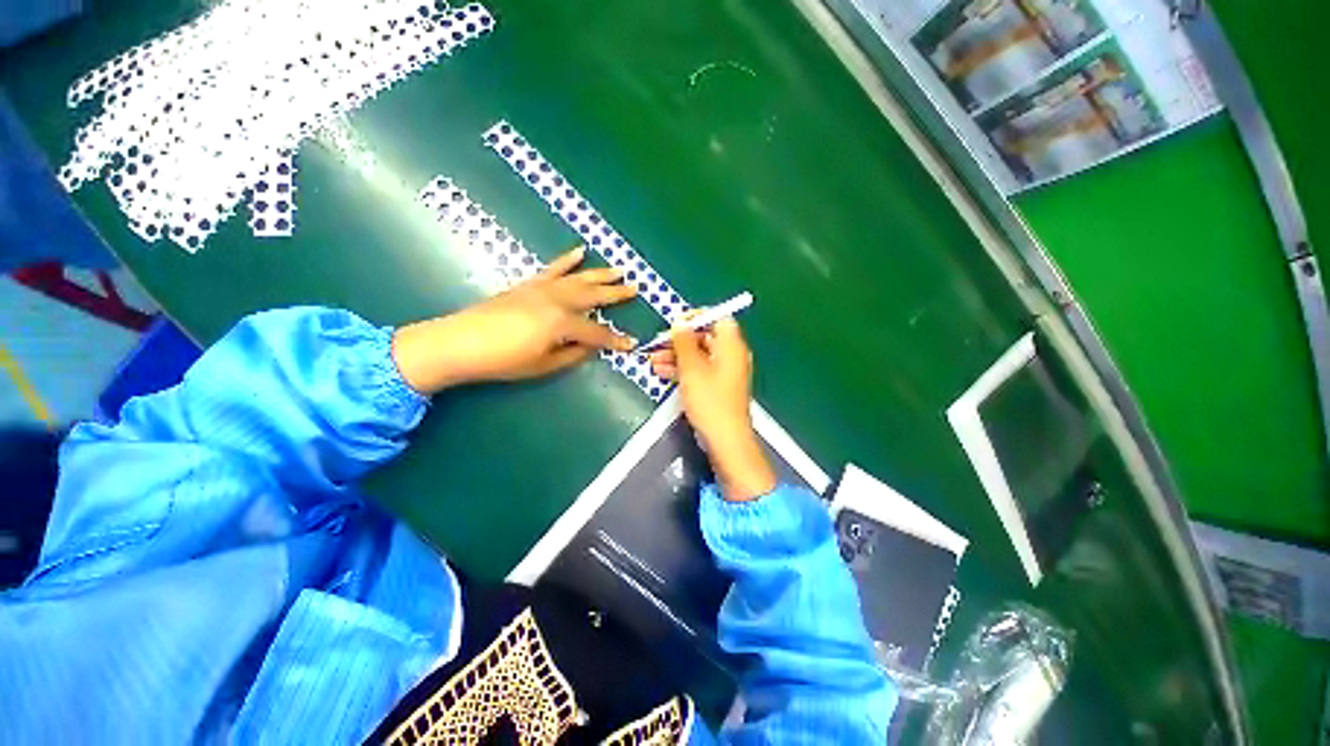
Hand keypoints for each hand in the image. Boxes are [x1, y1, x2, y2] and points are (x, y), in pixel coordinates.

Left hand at [393, 247, 635, 392]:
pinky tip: (579, 251)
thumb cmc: (504, 360)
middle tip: (635, 288)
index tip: (631, 345)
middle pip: (593, 296)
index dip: (615, 340)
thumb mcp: (544, 365)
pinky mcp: (529, 284)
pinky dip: (567, 260)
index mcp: (562, 323)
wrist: (460, 342)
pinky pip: (553, 269)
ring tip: (619, 269)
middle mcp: (557, 300)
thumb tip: (591, 347)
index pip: (598, 332)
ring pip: (578, 278)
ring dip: (600, 274)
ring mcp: (542, 289)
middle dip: (616, 294)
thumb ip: (573, 355)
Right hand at [650, 318, 776, 501]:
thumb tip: (679, 322)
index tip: (675, 322)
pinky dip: (682, 369)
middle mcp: (731, 356)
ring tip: (652, 360)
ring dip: (676, 355)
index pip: (718, 318)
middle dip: (679, 339)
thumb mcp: (692, 368)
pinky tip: (661, 372)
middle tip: (657, 344)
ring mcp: (724, 373)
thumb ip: (684, 342)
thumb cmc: (709, 401)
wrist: (725, 439)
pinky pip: (699, 370)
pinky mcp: (717, 387)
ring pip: (699, 355)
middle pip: (705, 337)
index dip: (696, 317)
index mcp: (731, 346)